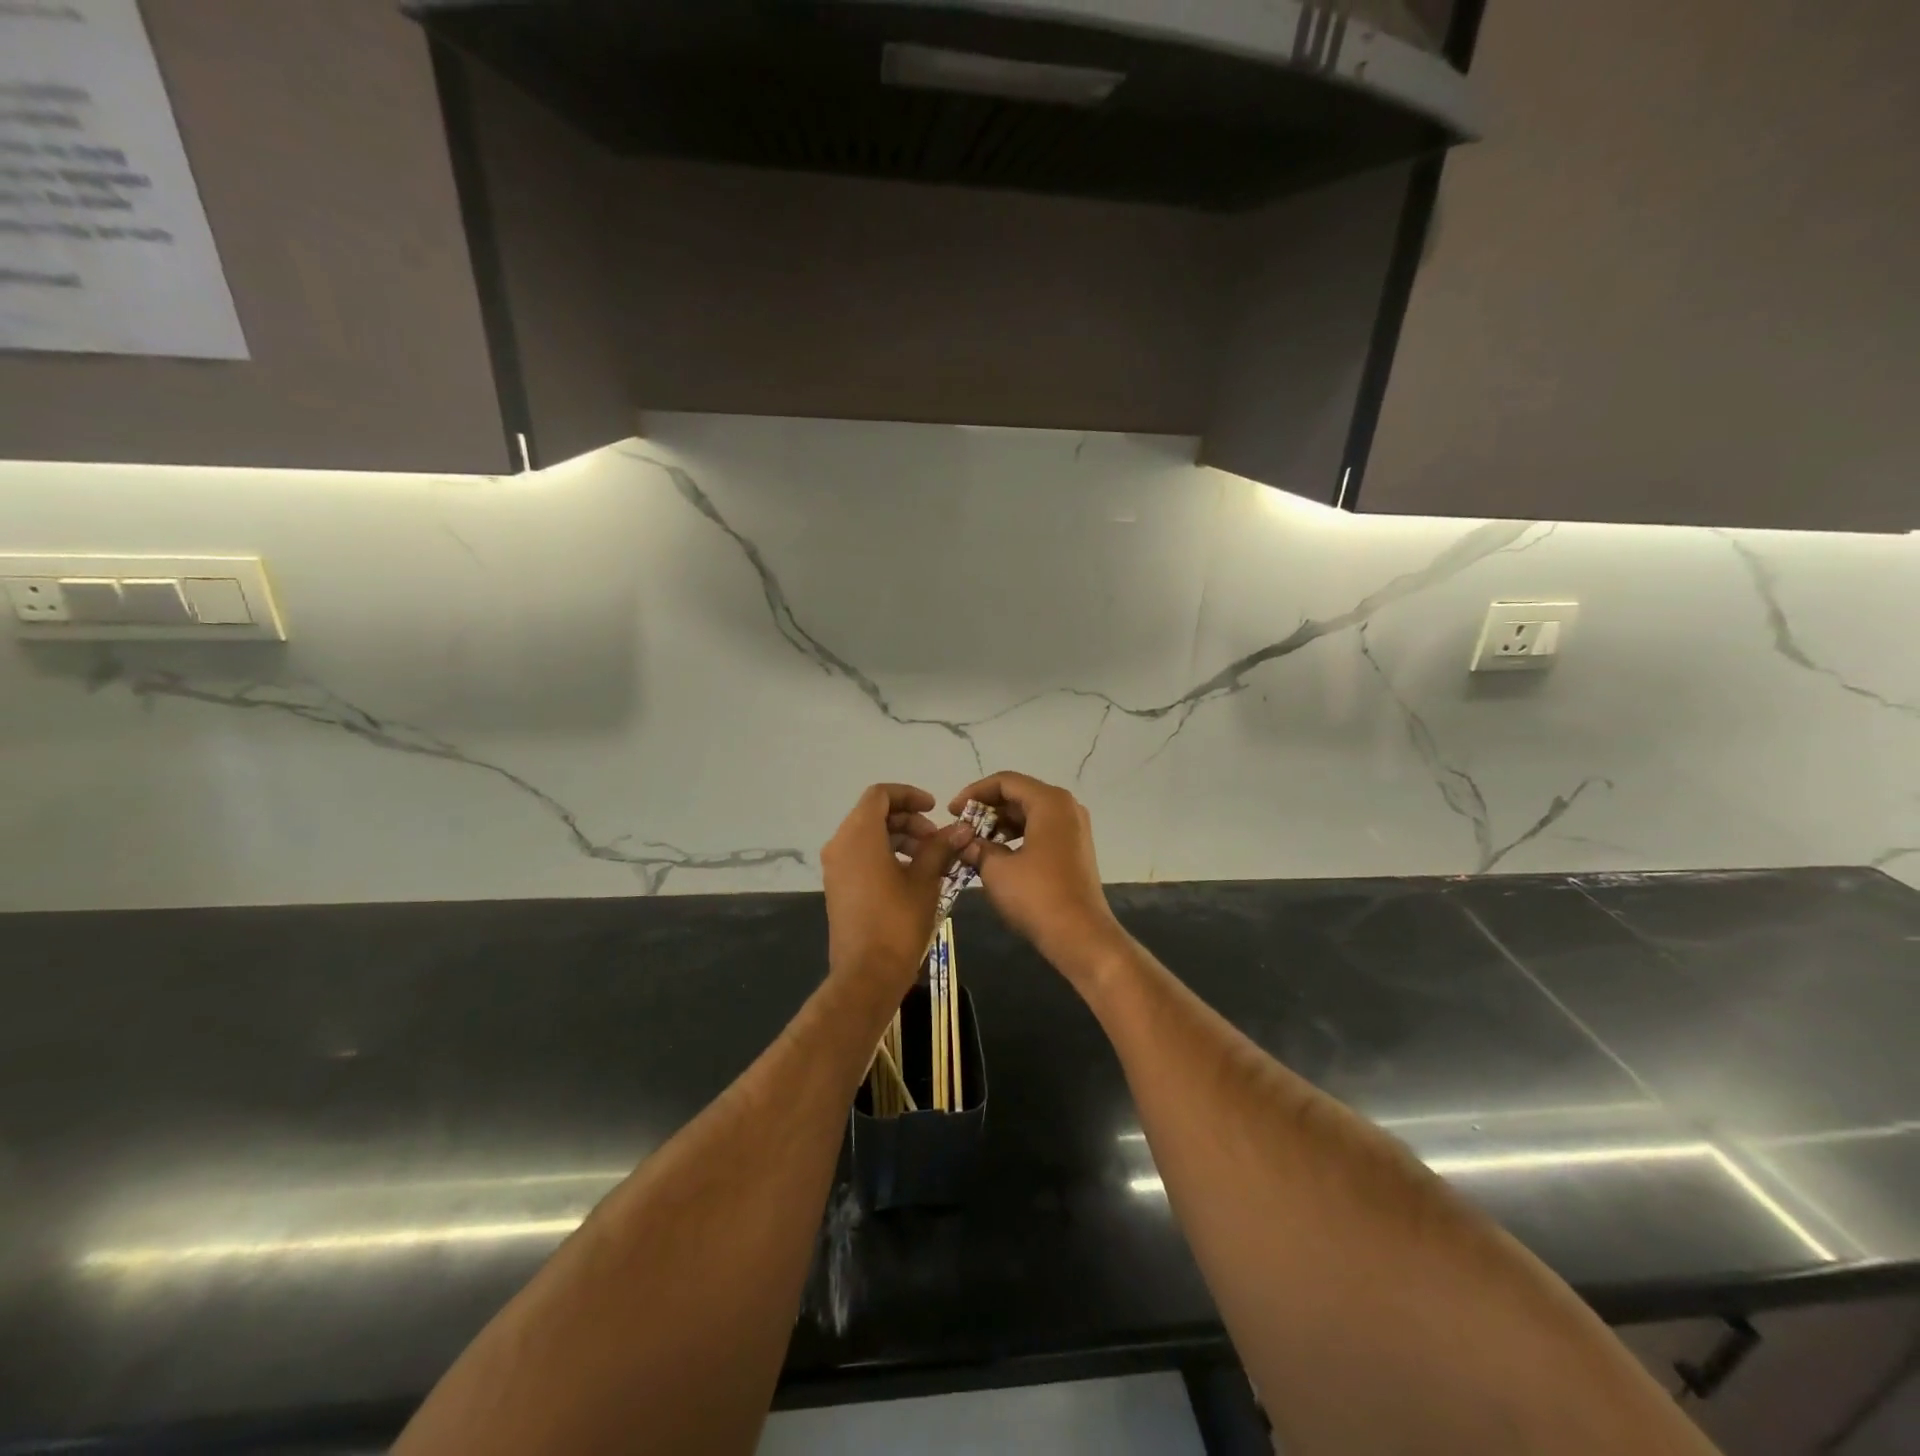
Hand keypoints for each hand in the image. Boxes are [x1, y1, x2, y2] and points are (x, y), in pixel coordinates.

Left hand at [820, 783, 964, 993]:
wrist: (867, 974)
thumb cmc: (898, 922)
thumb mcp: (926, 880)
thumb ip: (941, 848)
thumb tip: (962, 829)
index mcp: (858, 835)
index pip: (880, 795)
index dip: (909, 795)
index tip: (934, 809)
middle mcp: (840, 845)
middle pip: (874, 814)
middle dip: (908, 820)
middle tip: (937, 839)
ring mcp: (835, 867)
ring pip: (868, 835)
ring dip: (899, 838)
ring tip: (930, 859)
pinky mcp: (838, 887)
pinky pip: (861, 856)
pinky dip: (886, 854)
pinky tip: (912, 876)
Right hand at [950, 772, 1128, 983]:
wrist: (1081, 935)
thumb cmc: (1037, 896)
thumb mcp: (997, 869)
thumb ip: (977, 848)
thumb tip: (964, 842)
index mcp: (1049, 802)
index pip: (1005, 782)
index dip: (974, 793)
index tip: (952, 812)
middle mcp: (1066, 807)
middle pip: (1019, 795)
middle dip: (987, 810)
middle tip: (961, 828)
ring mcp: (1074, 828)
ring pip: (1030, 813)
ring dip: (1000, 824)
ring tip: (975, 844)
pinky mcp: (1075, 848)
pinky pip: (1041, 830)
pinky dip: (1017, 837)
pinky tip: (997, 856)